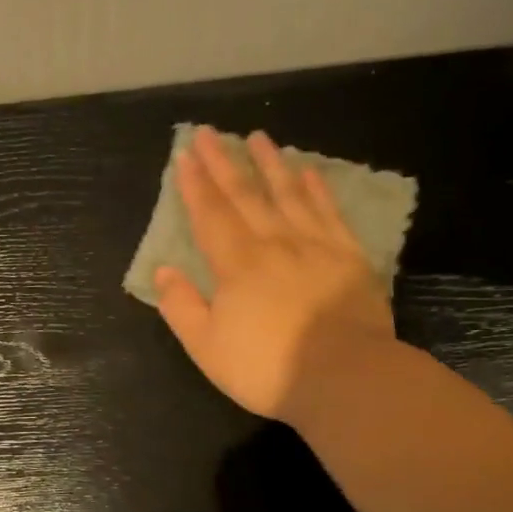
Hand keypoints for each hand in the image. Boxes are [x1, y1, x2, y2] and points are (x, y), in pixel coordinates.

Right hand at [154, 126, 395, 422]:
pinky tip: (309, 172)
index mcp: (236, 264)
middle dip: (224, 162)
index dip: (195, 185)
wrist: (345, 378)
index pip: (210, 215)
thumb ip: (181, 306)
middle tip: (209, 133)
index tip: (185, 156)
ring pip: (288, 194)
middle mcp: (274, 243)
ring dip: (270, 164)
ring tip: (258, 137)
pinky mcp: (348, 257)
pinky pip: (329, 213)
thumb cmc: (267, 367)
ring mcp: (315, 246)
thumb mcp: (206, 347)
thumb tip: (164, 269)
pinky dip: (317, 189)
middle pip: (245, 195)